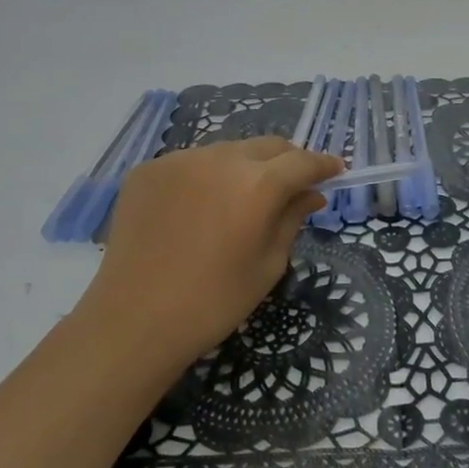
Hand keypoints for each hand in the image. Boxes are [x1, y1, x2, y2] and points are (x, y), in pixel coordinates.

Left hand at [82, 137, 343, 368]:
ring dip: (243, 167)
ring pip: (227, 151)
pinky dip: (203, 178)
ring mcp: (180, 159)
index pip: (302, 161)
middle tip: (291, 186)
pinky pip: (190, 163)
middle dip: (286, 161)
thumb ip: (292, 218)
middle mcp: (221, 158)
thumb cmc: (213, 302)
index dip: (323, 164)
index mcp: (257, 184)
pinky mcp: (149, 169)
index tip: (335, 170)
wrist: (133, 321)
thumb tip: (311, 193)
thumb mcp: (267, 265)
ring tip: (237, 201)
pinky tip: (196, 210)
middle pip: (267, 146)